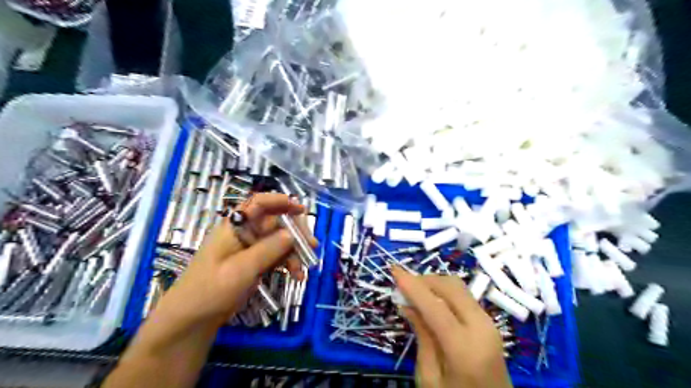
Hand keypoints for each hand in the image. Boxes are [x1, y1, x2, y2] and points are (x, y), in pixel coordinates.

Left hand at [154, 193, 314, 327]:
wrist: (192, 321)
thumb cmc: (210, 290)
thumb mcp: (240, 269)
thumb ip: (268, 249)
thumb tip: (291, 234)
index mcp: (235, 226)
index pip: (259, 203)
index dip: (280, 201)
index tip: (301, 210)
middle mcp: (245, 233)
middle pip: (275, 222)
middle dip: (295, 232)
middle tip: (311, 246)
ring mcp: (251, 249)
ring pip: (280, 241)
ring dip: (294, 252)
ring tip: (302, 270)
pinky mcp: (255, 263)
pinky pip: (277, 256)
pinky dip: (288, 263)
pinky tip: (297, 275)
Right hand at [391, 266, 508, 387]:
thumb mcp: (429, 377)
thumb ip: (422, 336)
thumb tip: (407, 303)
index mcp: (465, 348)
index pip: (435, 307)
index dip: (412, 286)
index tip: (394, 270)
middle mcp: (482, 328)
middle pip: (451, 287)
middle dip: (424, 280)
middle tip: (403, 285)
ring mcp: (489, 322)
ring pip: (458, 287)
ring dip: (434, 283)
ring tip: (415, 292)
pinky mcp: (489, 322)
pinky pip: (464, 296)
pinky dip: (444, 292)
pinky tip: (431, 300)